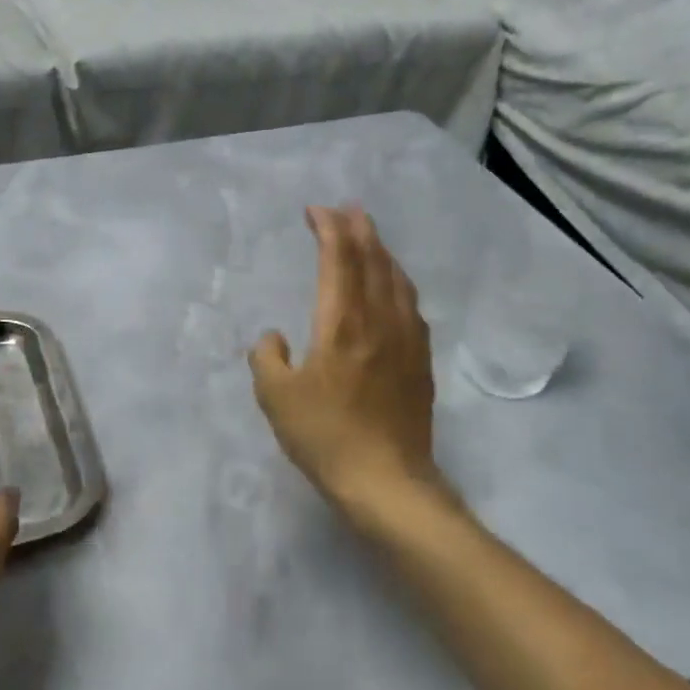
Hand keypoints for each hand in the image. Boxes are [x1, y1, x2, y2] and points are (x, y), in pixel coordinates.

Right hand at [250, 206, 447, 530]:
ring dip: (382, 252)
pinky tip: (395, 288)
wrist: (386, 480)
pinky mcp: (421, 361)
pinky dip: (398, 282)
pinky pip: (411, 305)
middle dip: (359, 229)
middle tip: (347, 209)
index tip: (316, 211)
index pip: (339, 260)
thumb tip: (274, 337)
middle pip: (373, 260)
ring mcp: (407, 339)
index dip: (328, 229)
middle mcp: (379, 320)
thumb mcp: (276, 399)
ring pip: (397, 280)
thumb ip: (268, 358)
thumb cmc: (325, 437)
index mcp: (342, 323)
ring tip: (370, 238)